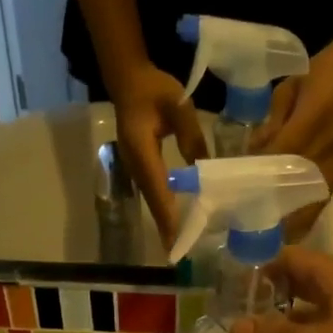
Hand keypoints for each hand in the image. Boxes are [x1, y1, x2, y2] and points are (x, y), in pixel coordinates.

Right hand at [110, 62, 206, 248]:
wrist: (128, 79)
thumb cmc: (153, 89)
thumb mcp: (178, 106)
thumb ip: (192, 136)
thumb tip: (204, 169)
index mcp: (142, 150)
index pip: (158, 188)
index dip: (168, 215)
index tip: (176, 238)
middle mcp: (135, 164)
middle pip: (153, 201)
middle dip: (166, 227)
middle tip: (180, 252)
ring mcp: (134, 167)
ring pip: (152, 199)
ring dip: (165, 221)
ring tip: (179, 242)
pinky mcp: (139, 166)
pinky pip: (153, 191)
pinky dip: (164, 208)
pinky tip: (175, 218)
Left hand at [249, 31, 332, 235]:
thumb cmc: (326, 71)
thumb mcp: (290, 89)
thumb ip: (273, 122)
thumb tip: (254, 152)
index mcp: (312, 122)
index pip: (280, 160)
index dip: (260, 181)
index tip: (240, 200)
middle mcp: (327, 147)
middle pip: (297, 189)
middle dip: (276, 213)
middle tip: (252, 231)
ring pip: (314, 201)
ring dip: (294, 222)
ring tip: (272, 238)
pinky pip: (323, 197)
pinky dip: (308, 213)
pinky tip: (293, 226)